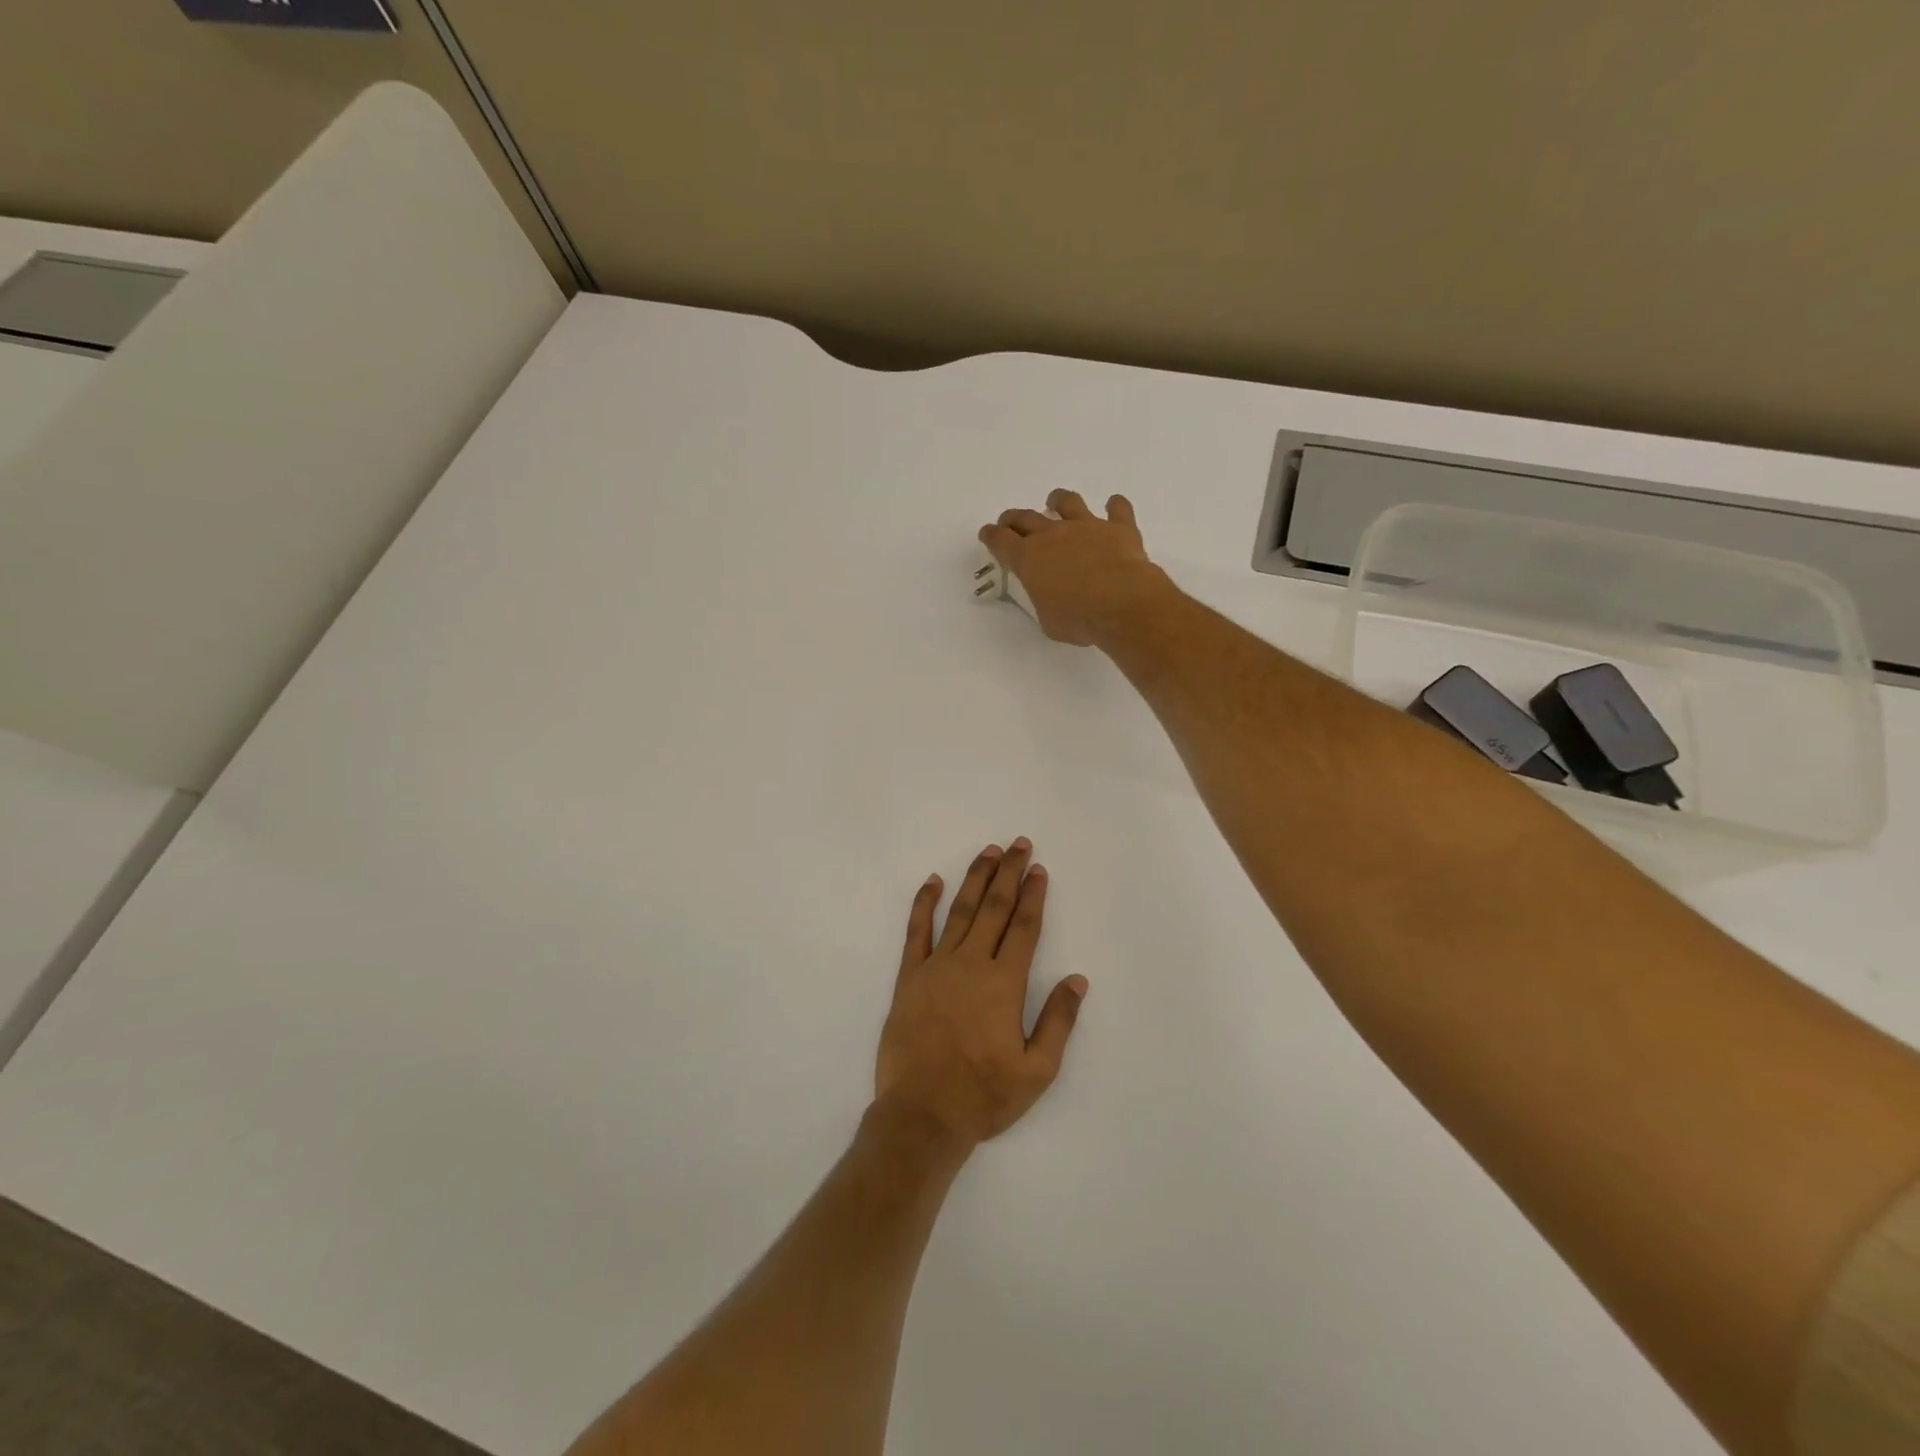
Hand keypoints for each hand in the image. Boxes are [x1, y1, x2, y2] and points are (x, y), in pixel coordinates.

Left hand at [875, 839, 1087, 1151]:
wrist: (922, 1114)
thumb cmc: (984, 1095)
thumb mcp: (1037, 1070)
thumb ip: (1058, 1021)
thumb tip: (1077, 980)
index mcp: (1004, 983)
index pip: (1024, 927)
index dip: (1033, 895)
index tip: (1039, 869)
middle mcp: (971, 964)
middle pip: (994, 908)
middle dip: (1009, 873)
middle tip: (1019, 844)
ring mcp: (937, 967)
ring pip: (960, 911)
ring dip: (976, 879)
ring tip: (988, 852)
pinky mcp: (909, 977)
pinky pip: (916, 931)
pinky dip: (924, 904)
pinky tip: (933, 882)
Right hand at [978, 489, 1171, 645]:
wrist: (1123, 604)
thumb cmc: (1079, 619)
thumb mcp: (1048, 620)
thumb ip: (1044, 601)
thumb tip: (1051, 597)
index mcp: (1029, 559)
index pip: (1001, 541)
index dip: (991, 536)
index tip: (987, 534)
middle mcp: (1053, 535)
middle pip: (1026, 517)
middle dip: (1014, 519)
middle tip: (1010, 522)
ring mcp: (1087, 526)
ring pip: (1067, 502)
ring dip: (1058, 500)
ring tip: (1055, 502)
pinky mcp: (1118, 528)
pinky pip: (1117, 509)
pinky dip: (1115, 506)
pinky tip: (1115, 505)